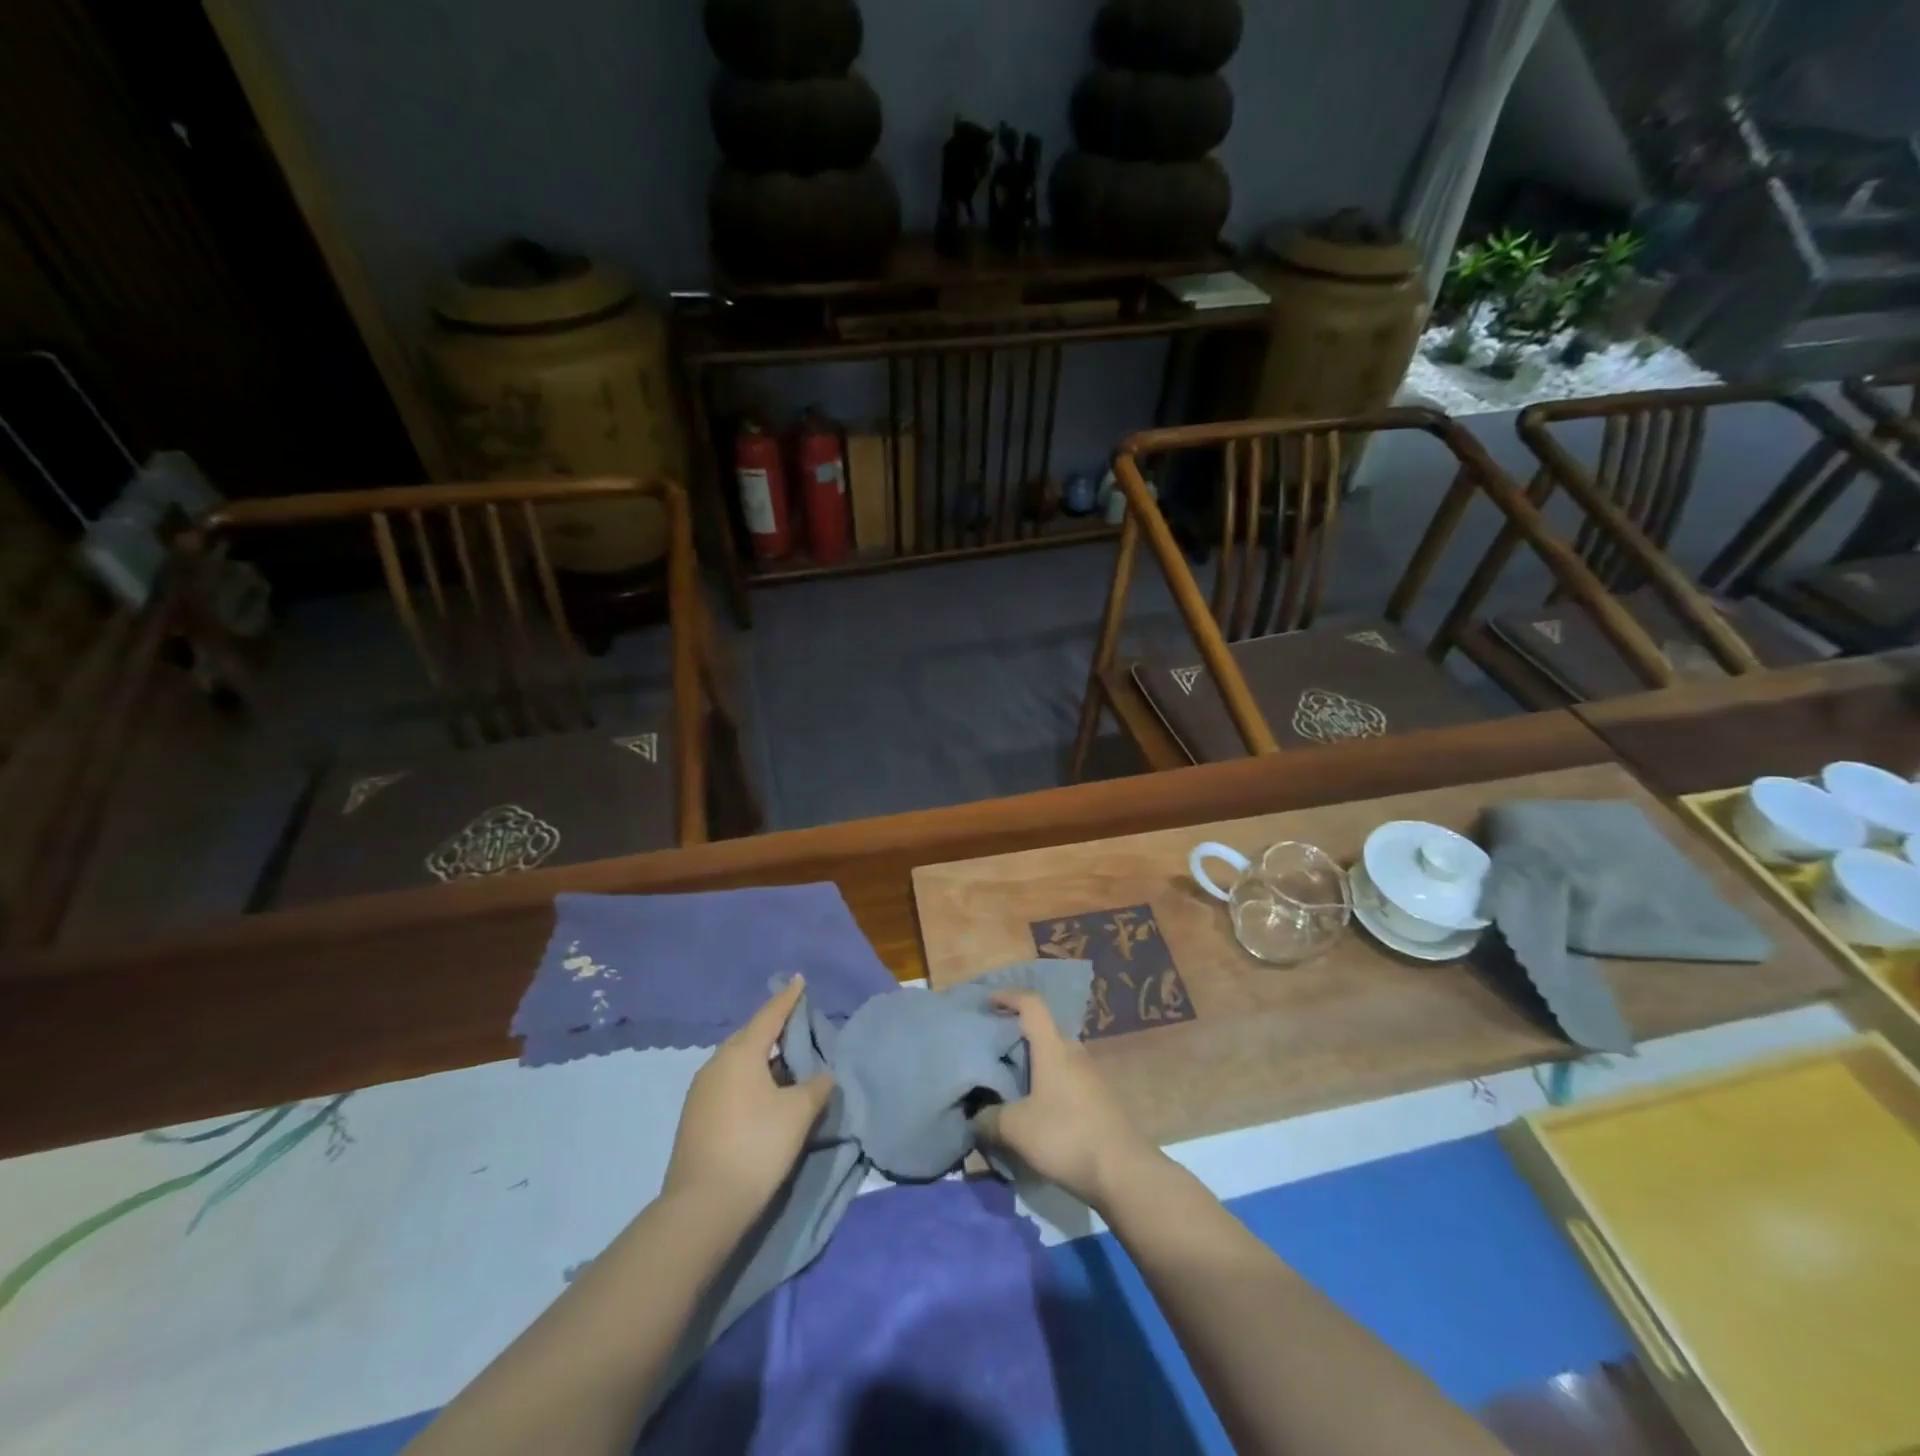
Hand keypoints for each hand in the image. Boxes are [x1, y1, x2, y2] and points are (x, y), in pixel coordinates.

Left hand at [662, 978, 833, 1223]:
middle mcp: (716, 1064)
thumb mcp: (798, 1114)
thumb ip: (816, 1087)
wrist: (702, 1207)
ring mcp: (700, 1092)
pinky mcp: (694, 1118)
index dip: (788, 998)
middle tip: (798, 1028)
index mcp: (741, 1053)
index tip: (799, 979)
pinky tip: (764, 1099)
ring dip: (762, 1061)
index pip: (770, 1015)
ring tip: (786, 1068)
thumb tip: (822, 1076)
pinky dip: (749, 1082)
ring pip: (737, 1064)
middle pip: (750, 1038)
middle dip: (774, 1031)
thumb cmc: (756, 1146)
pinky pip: (728, 1084)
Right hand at [974, 990, 1161, 1210]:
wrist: (1124, 1171)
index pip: (1032, 1005)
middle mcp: (1074, 1053)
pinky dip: (1047, 1082)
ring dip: (1034, 1063)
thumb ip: (989, 1118)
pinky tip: (1036, 1108)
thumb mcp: (1016, 1129)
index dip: (1009, 997)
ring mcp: (1091, 1075)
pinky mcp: (1099, 1098)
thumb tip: (975, 1115)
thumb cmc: (1066, 1137)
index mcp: (1053, 1048)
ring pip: (1056, 1057)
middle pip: (1044, 1031)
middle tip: (992, 1049)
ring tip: (1011, 1082)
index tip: (988, 1001)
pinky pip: (1066, 1078)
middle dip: (1017, 1034)